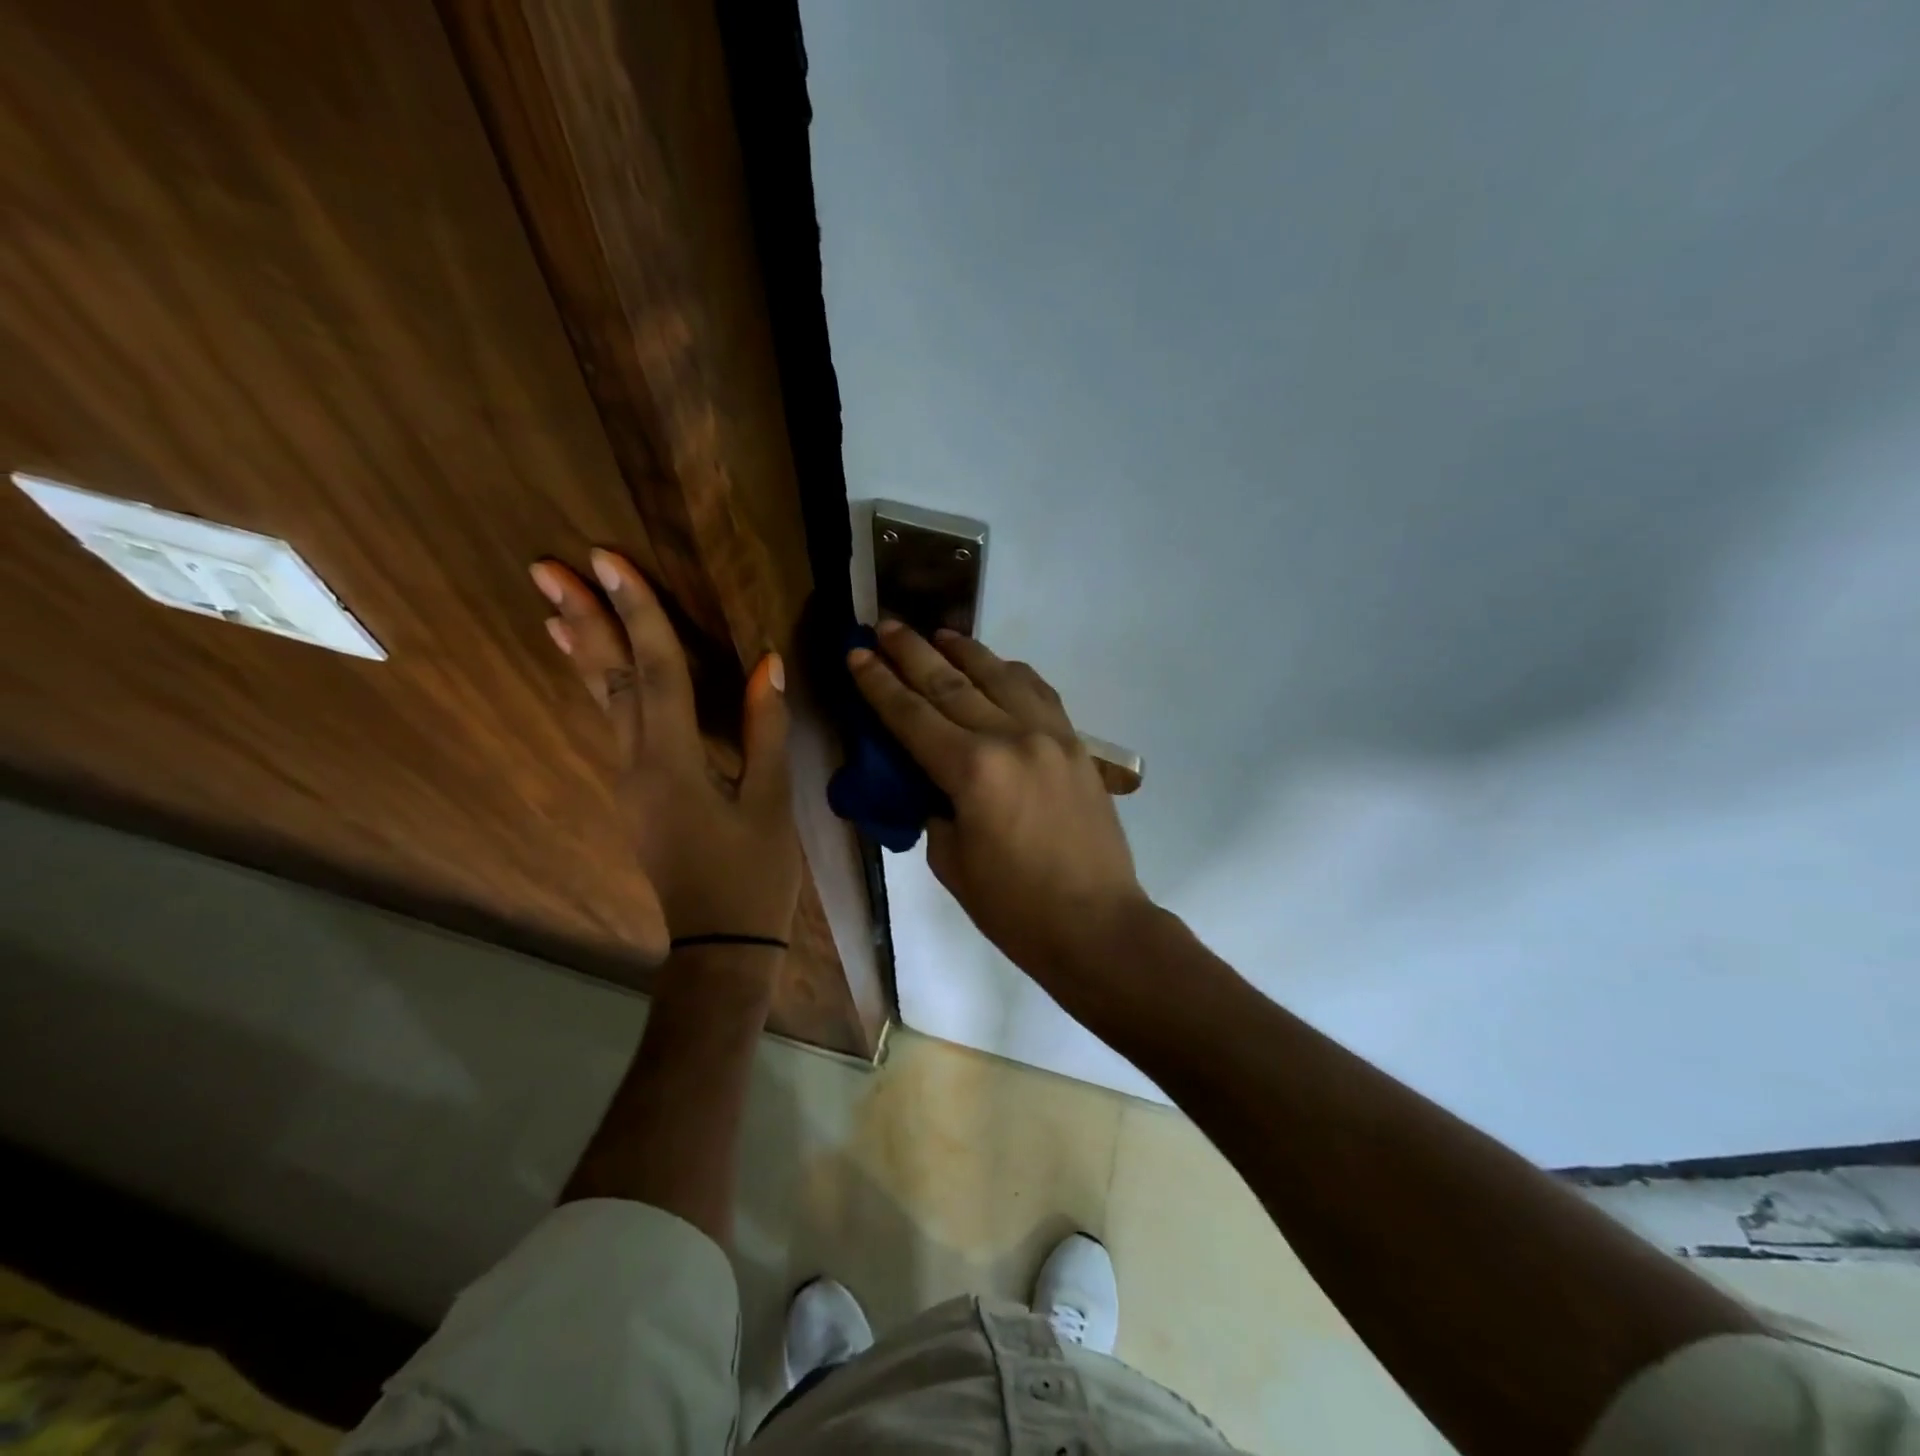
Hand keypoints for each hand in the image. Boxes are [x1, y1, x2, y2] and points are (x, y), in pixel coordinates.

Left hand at [532, 550, 800, 952]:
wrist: (721, 944)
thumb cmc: (754, 875)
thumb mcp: (772, 800)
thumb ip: (767, 728)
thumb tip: (767, 663)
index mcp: (674, 761)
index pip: (656, 671)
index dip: (637, 612)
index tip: (609, 561)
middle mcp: (637, 763)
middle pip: (610, 680)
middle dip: (585, 619)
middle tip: (549, 567)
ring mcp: (629, 780)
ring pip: (602, 702)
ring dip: (584, 649)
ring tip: (556, 605)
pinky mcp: (636, 793)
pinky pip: (613, 725)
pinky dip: (600, 687)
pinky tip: (593, 669)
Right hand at [848, 621, 1148, 982]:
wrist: (1097, 925)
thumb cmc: (1014, 907)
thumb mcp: (951, 861)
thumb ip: (935, 806)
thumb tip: (931, 777)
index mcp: (972, 770)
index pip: (912, 714)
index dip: (878, 682)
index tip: (856, 651)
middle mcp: (1011, 737)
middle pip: (951, 682)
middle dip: (911, 651)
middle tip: (884, 624)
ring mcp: (1050, 735)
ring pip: (1000, 675)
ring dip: (964, 650)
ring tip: (937, 632)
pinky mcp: (1077, 745)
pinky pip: (1039, 693)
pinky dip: (1011, 673)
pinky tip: (997, 666)